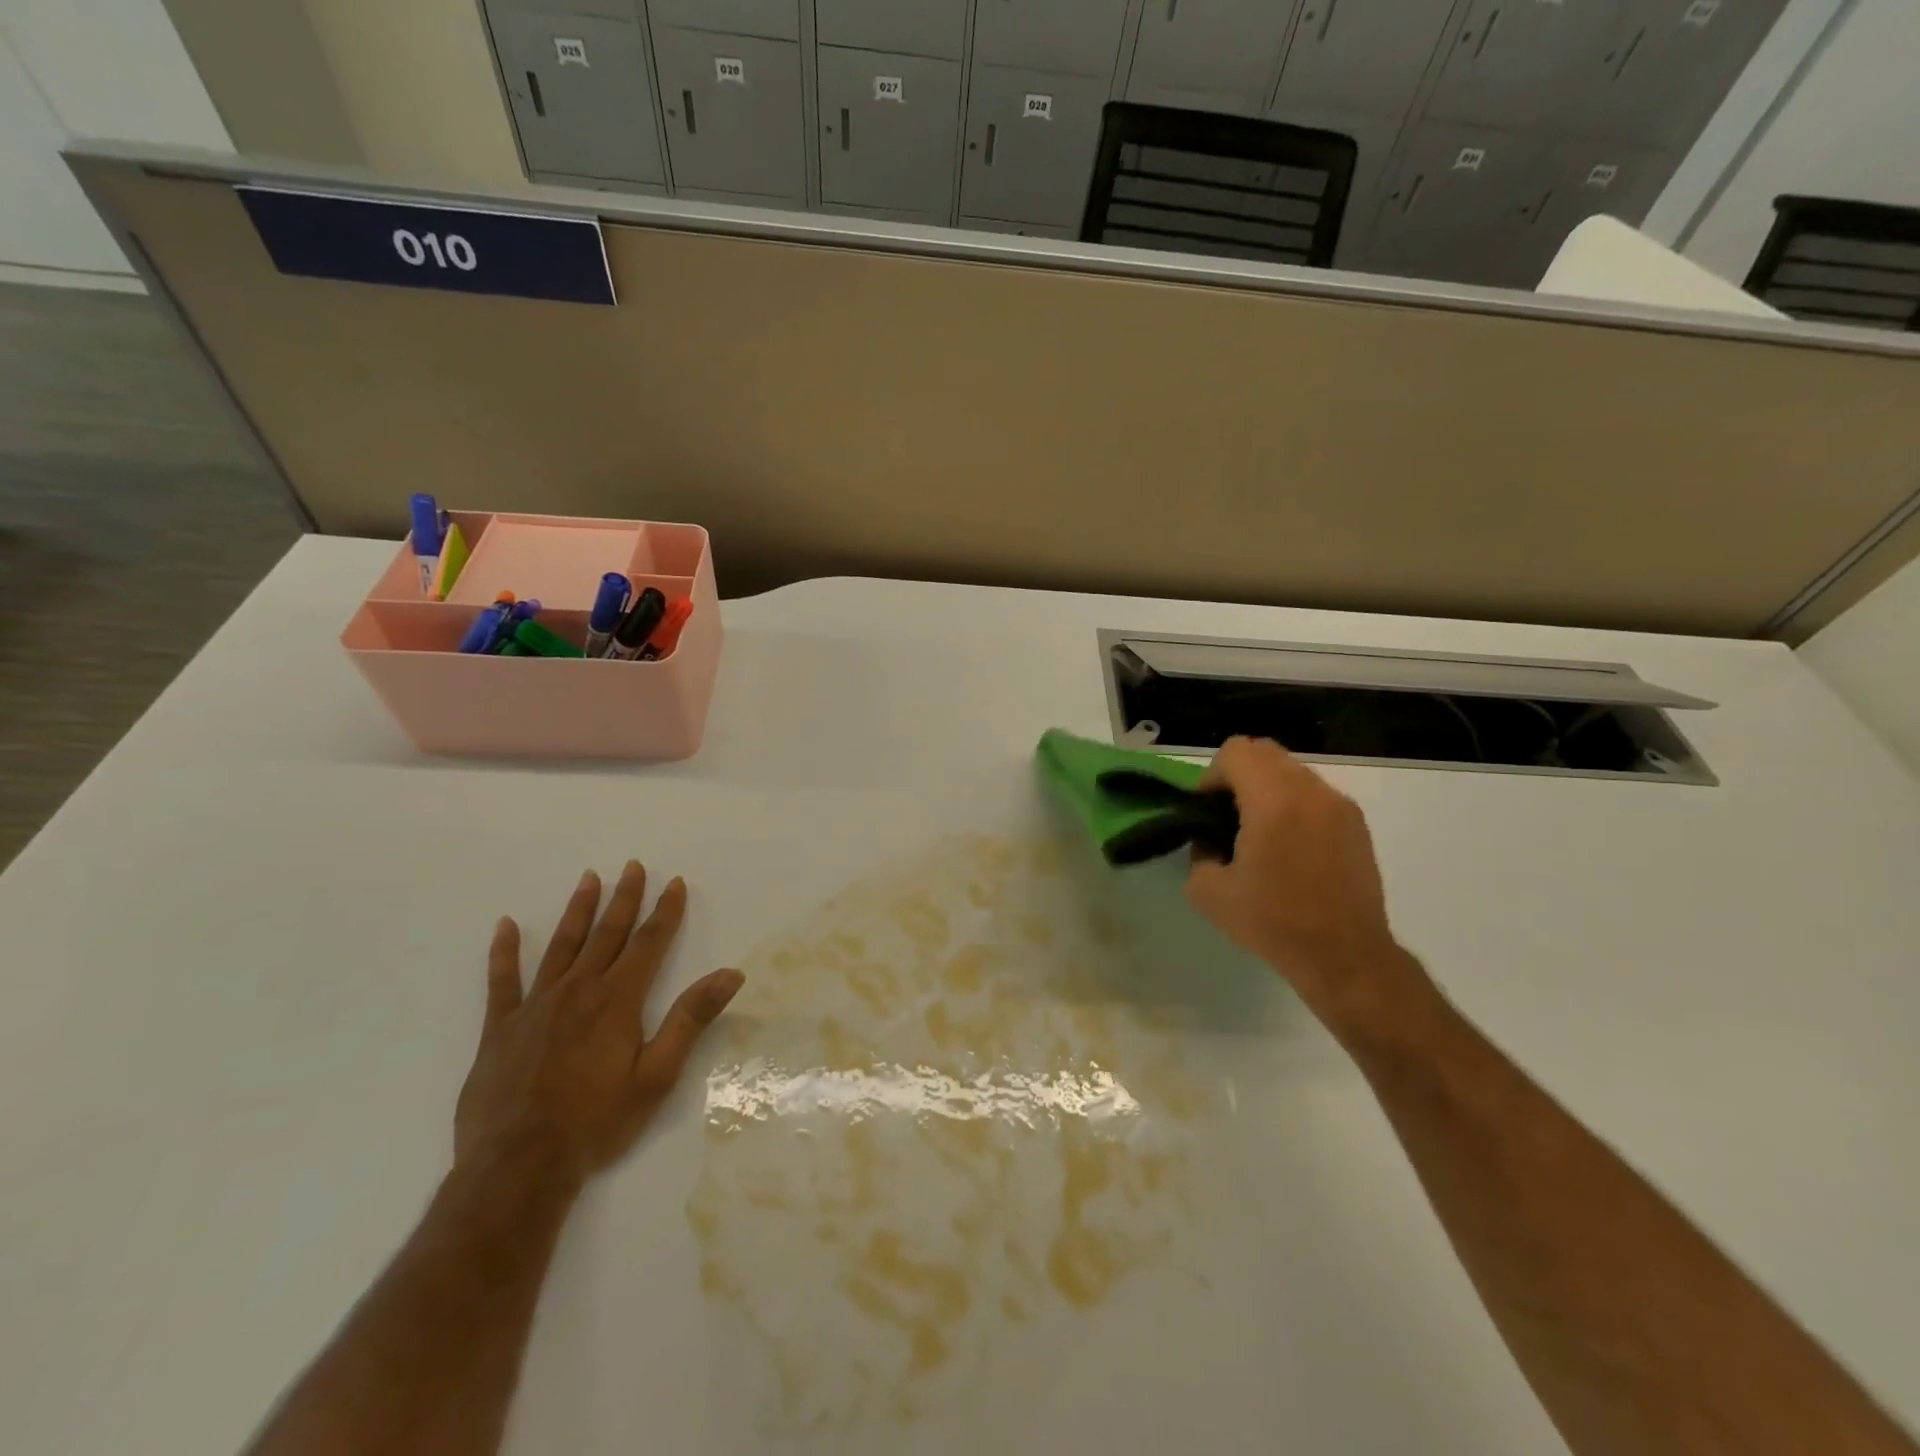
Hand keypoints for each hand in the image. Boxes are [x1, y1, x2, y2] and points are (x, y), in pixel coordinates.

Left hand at [454, 862, 743, 1190]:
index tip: (674, 883)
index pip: (649, 943)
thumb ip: (691, 1019)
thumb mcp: (658, 1075)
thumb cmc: (597, 1122)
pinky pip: (502, 981)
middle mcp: (578, 990)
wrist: (517, 1167)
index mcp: (618, 1000)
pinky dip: (505, 952)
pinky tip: (506, 926)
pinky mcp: (501, 1028)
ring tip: (589, 879)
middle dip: (624, 899)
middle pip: (607, 934)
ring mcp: (535, 1006)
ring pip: (562, 946)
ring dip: (578, 910)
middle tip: (632, 867)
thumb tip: (730, 974)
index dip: (665, 912)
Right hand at [1187, 736, 1428, 1035]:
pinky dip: (1294, 805)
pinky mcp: (1357, 824)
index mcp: (1274, 801)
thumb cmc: (1274, 923)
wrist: (1345, 956)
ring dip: (1268, 789)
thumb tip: (1211, 841)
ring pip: (1292, 771)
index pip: (1236, 752)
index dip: (1212, 776)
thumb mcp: (1208, 893)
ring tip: (1261, 835)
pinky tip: (1291, 849)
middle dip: (1238, 776)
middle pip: (1265, 752)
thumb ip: (1199, 853)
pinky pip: (1315, 794)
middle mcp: (1311, 791)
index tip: (1208, 812)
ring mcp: (1340, 805)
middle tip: (1229, 817)